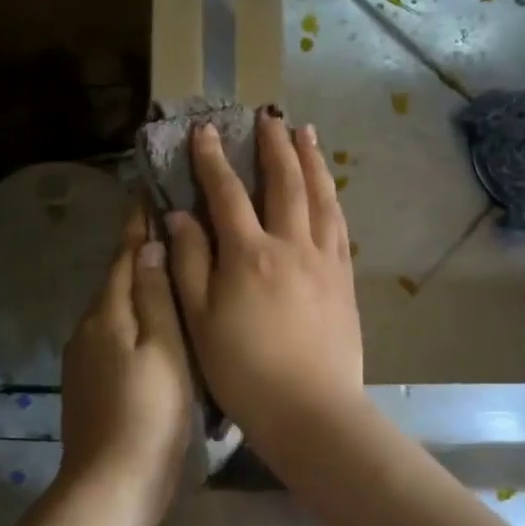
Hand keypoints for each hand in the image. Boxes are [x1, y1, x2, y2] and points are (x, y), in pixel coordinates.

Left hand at [59, 201, 193, 525]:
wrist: (111, 485)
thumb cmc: (150, 413)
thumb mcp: (163, 350)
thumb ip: (154, 296)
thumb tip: (148, 244)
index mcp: (107, 313)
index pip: (123, 255)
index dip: (137, 223)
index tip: (148, 189)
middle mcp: (87, 327)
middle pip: (115, 279)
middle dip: (137, 252)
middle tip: (171, 225)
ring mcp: (83, 358)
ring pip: (114, 308)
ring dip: (135, 285)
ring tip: (169, 270)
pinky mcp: (87, 383)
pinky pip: (112, 334)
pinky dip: (132, 318)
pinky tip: (153, 325)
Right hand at [166, 113, 364, 453]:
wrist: (311, 410)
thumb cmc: (244, 370)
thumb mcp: (200, 320)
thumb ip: (189, 263)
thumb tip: (180, 216)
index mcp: (249, 254)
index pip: (226, 193)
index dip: (213, 159)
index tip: (205, 129)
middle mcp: (290, 245)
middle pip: (285, 182)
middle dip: (274, 145)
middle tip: (269, 116)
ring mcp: (324, 261)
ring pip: (320, 197)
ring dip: (312, 161)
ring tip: (307, 134)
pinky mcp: (344, 280)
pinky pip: (339, 226)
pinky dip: (332, 198)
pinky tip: (329, 191)